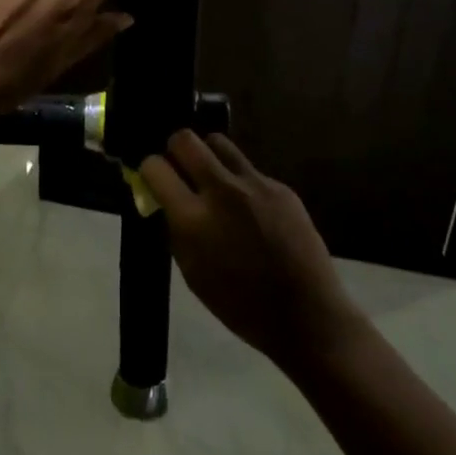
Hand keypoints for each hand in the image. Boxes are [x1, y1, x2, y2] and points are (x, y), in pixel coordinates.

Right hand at [141, 131, 361, 373]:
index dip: (149, 170)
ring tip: (212, 180)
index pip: (156, 167)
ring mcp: (254, 184)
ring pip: (218, 143)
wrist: (306, 315)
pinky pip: (248, 169)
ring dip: (207, 156)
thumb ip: (176, 229)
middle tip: (180, 171)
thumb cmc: (241, 306)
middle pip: (185, 139)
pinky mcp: (280, 186)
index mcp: (193, 219)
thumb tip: (166, 201)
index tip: (154, 180)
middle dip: (175, 150)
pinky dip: (239, 181)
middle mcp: (221, 190)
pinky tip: (249, 209)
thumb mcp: (192, 272)